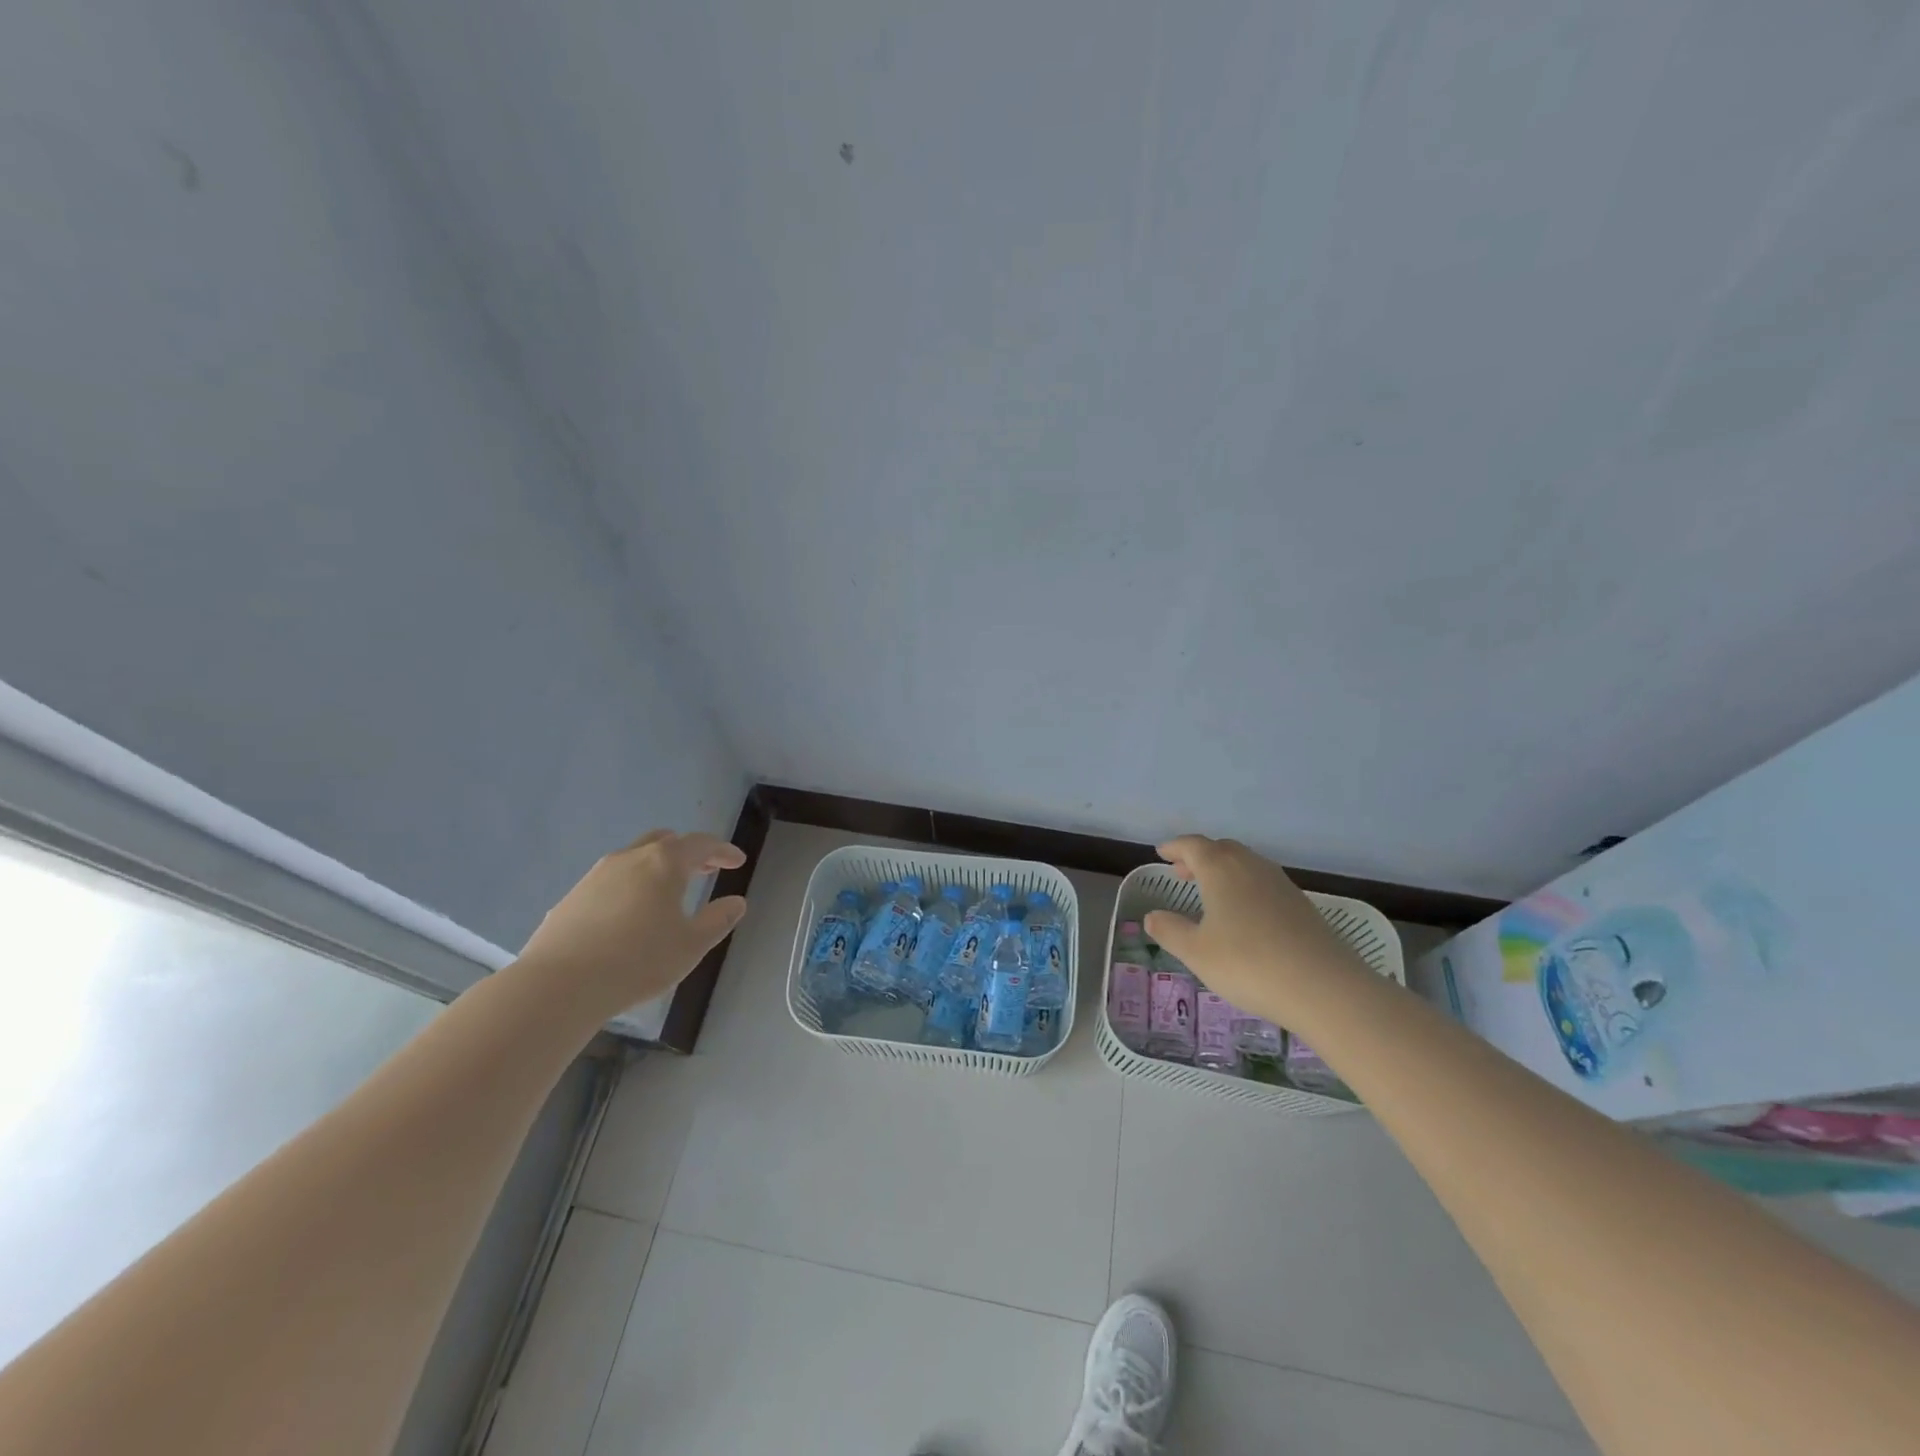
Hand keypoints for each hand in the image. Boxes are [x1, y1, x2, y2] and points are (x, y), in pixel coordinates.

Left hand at [517, 830, 747, 1016]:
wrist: (559, 985)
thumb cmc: (638, 961)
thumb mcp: (691, 945)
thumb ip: (718, 920)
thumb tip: (737, 902)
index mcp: (664, 863)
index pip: (701, 844)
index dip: (723, 850)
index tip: (738, 860)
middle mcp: (630, 858)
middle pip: (665, 841)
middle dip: (689, 852)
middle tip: (705, 869)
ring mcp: (596, 875)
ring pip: (635, 857)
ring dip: (657, 867)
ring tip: (668, 891)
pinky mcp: (572, 896)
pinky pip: (612, 880)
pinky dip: (631, 885)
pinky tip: (630, 914)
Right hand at [1143, 835, 1369, 1024]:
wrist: (1324, 988)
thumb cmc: (1248, 964)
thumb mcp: (1196, 952)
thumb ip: (1170, 931)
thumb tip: (1151, 916)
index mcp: (1221, 869)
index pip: (1193, 846)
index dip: (1175, 847)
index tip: (1161, 853)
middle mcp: (1251, 866)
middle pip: (1221, 849)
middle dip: (1199, 856)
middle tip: (1182, 872)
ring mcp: (1280, 884)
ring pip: (1245, 864)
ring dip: (1223, 870)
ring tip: (1210, 892)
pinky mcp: (1301, 904)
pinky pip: (1263, 882)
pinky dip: (1244, 886)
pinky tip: (1243, 914)